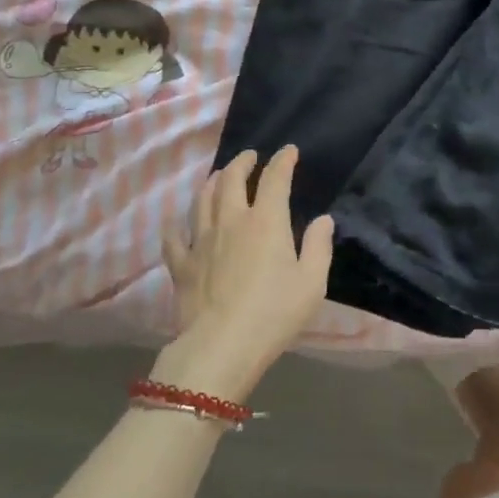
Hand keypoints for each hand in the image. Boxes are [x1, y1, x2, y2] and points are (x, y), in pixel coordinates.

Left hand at [157, 146, 333, 401]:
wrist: (221, 346)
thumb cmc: (274, 313)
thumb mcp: (312, 283)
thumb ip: (318, 247)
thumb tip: (323, 220)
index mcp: (266, 221)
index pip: (274, 179)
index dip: (282, 161)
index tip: (288, 151)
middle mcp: (231, 221)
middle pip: (231, 179)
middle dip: (243, 162)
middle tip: (250, 157)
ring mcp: (201, 240)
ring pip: (202, 199)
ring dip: (212, 182)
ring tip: (219, 177)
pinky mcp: (181, 264)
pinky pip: (174, 237)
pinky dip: (178, 225)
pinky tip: (179, 224)